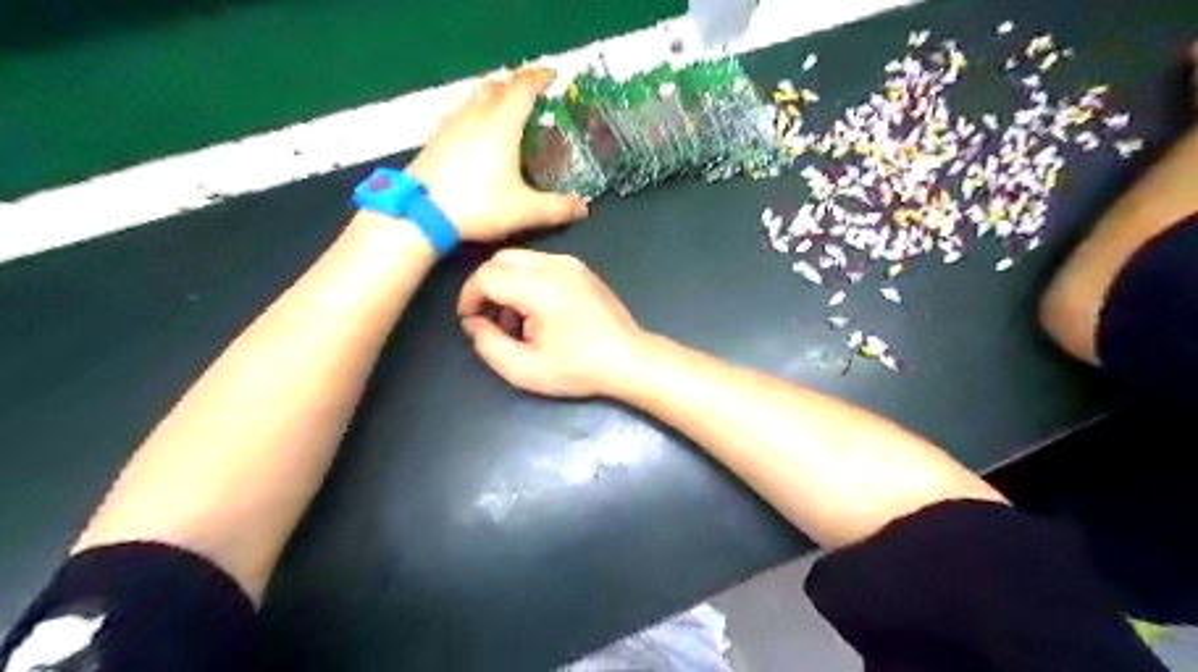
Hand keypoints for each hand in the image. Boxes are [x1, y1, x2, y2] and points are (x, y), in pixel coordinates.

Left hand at [402, 67, 588, 241]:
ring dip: (491, 100)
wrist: (421, 213)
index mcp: (501, 124)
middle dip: (514, 88)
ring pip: (473, 99)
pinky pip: (458, 116)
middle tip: (530, 101)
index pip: (522, 88)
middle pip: (496, 87)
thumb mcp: (525, 211)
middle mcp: (475, 116)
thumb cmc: (478, 205)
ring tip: (504, 118)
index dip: (539, 79)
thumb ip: (557, 208)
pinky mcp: (434, 140)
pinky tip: (475, 139)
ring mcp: (450, 125)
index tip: (552, 77)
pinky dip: (473, 118)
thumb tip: (583, 208)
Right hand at [460, 253, 646, 399]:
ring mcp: (571, 263)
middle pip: (500, 259)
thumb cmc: (578, 368)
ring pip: (520, 259)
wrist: (629, 360)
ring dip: (506, 284)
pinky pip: (540, 263)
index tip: (471, 322)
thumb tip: (473, 322)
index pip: (486, 275)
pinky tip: (537, 312)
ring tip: (515, 321)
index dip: (468, 298)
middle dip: (485, 287)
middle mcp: (555, 265)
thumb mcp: (524, 369)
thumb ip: (488, 344)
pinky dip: (526, 281)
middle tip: (490, 319)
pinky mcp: (581, 269)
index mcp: (539, 286)